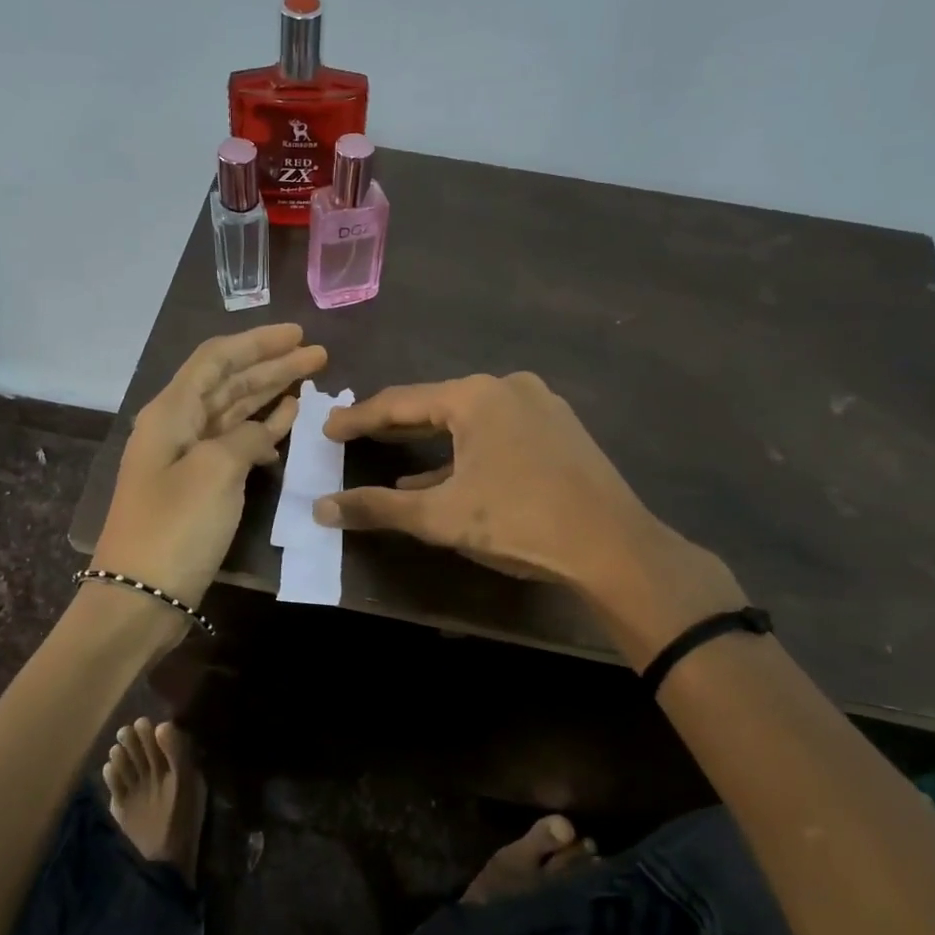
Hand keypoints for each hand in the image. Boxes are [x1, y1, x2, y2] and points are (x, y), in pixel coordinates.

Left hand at [93, 324, 326, 607]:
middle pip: (229, 382)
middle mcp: (178, 426)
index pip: (216, 359)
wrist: (140, 596)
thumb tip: (264, 433)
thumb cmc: (174, 527)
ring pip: (235, 411)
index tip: (297, 333)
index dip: (257, 341)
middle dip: (271, 364)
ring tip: (310, 379)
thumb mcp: (214, 471)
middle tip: (318, 354)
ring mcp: (189, 458)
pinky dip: (263, 430)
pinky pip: (236, 444)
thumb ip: (245, 438)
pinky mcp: (200, 486)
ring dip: (270, 393)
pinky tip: (288, 421)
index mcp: (171, 412)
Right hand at [316, 372, 744, 658]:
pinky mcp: (559, 429)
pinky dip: (465, 451)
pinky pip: (496, 432)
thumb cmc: (520, 522)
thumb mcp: (441, 517)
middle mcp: (507, 387)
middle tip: (354, 434)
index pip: (399, 402)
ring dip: (429, 440)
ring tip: (392, 452)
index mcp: (475, 396)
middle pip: (434, 404)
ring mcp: (539, 405)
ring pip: (467, 418)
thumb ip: (378, 508)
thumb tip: (321, 508)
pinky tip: (444, 475)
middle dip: (393, 424)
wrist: (614, 547)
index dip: (359, 417)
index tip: (328, 429)